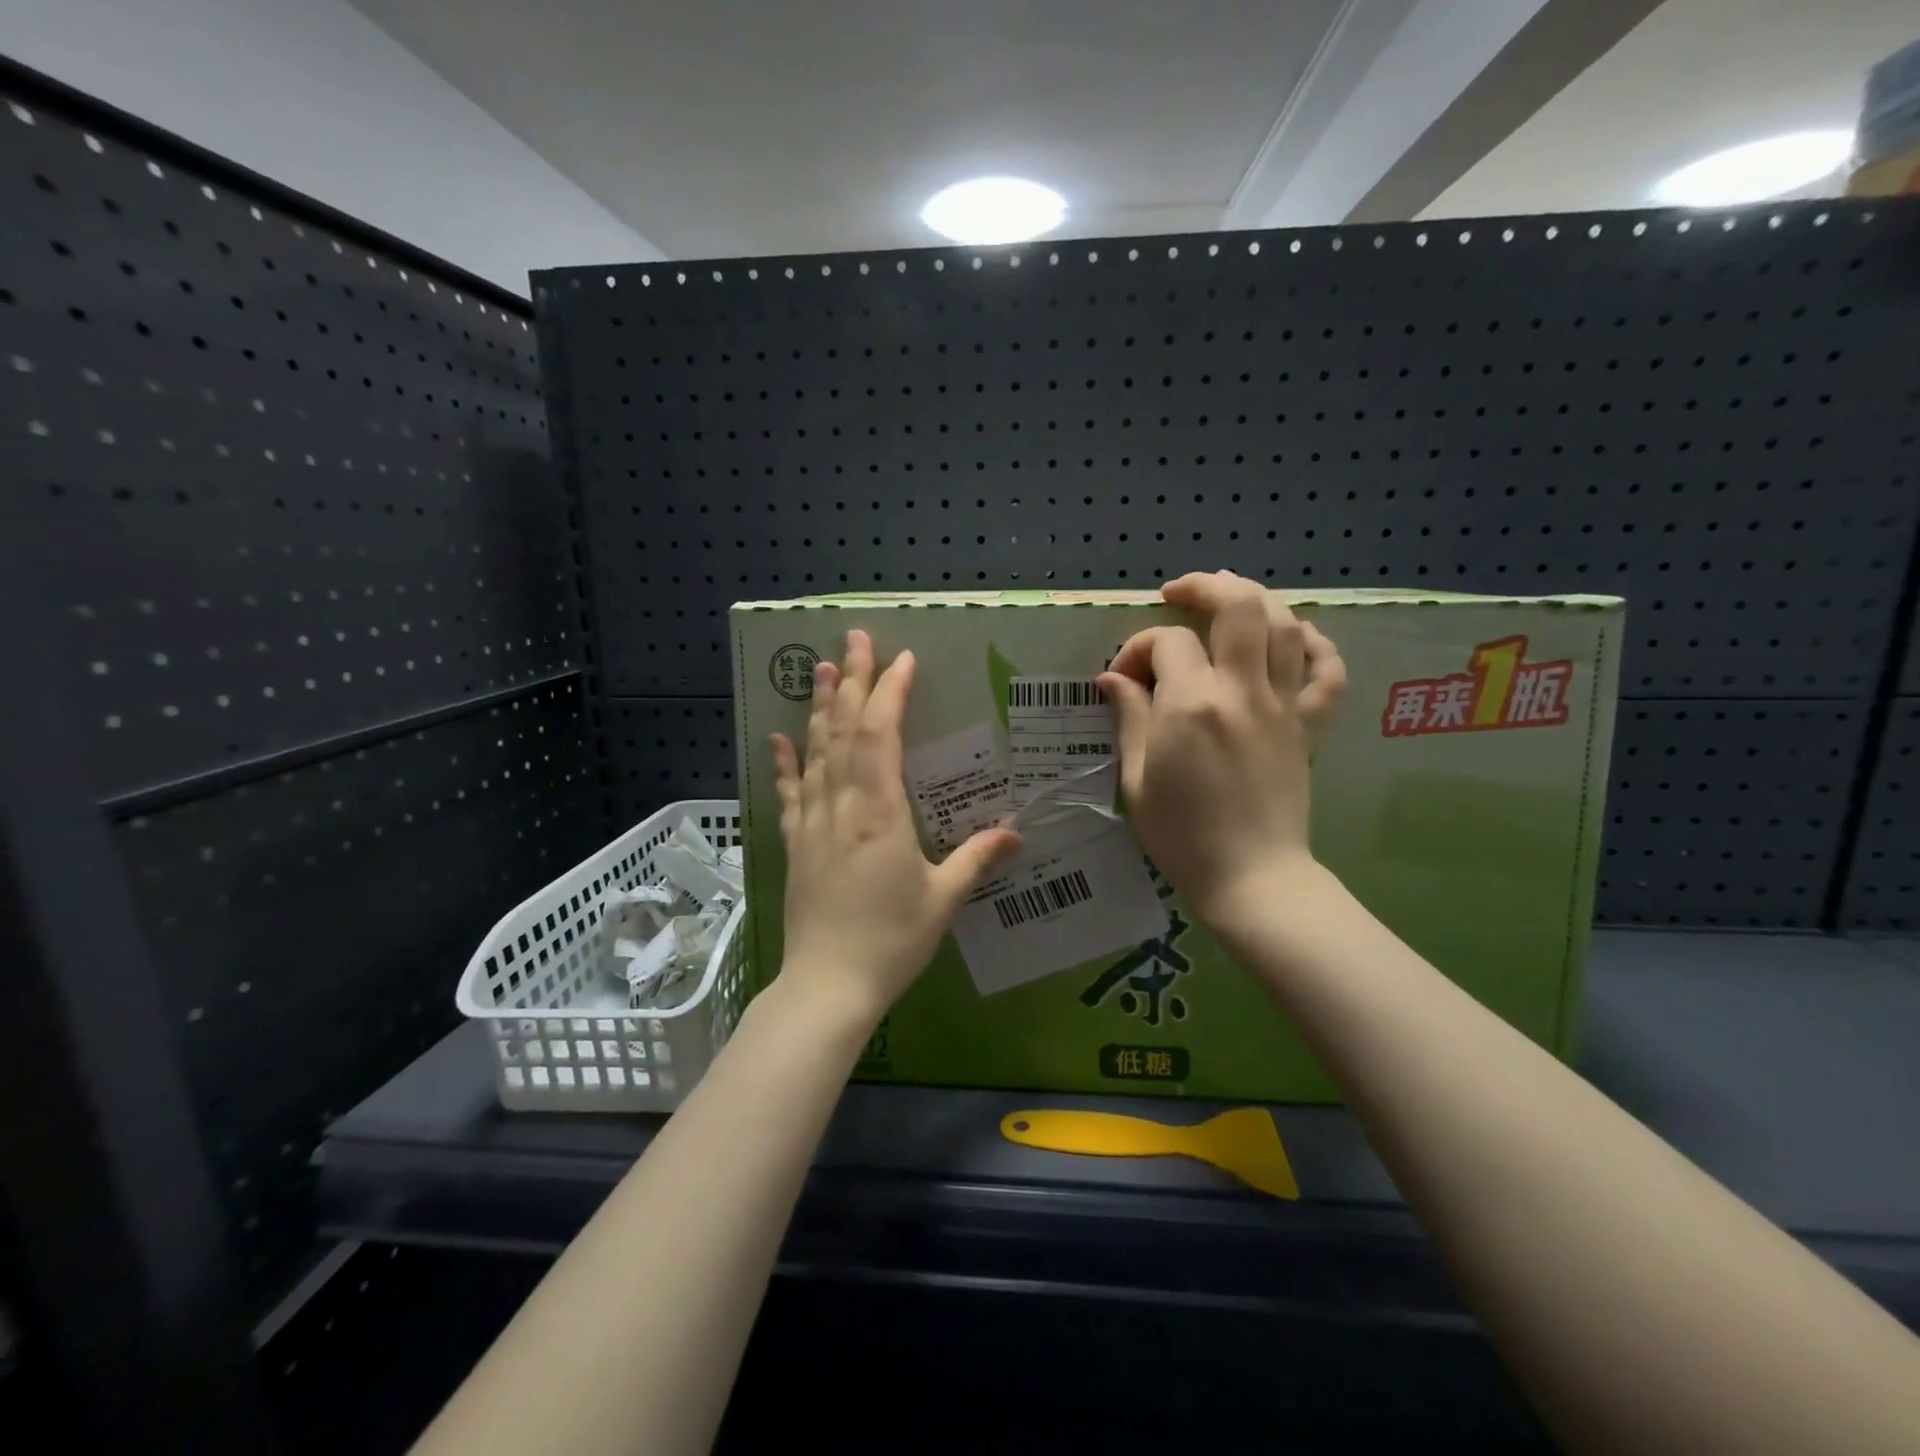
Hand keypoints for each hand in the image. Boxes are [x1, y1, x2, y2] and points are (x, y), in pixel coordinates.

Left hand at [770, 630, 1021, 1023]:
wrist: (827, 987)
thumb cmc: (891, 942)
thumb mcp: (943, 900)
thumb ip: (977, 859)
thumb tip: (1017, 832)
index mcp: (880, 813)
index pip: (881, 736)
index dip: (889, 693)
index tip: (901, 659)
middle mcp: (841, 806)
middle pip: (843, 731)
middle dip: (849, 681)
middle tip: (852, 639)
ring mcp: (812, 823)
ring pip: (814, 752)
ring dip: (817, 708)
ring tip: (819, 668)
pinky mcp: (794, 845)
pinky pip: (789, 793)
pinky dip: (785, 763)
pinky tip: (778, 738)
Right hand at [1097, 571, 1346, 927]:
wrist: (1251, 876)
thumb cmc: (1181, 834)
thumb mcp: (1137, 777)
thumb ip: (1129, 717)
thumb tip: (1113, 678)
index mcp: (1191, 704)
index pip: (1166, 642)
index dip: (1137, 648)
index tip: (1122, 680)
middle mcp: (1241, 691)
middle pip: (1238, 606)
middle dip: (1204, 587)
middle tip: (1178, 594)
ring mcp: (1283, 705)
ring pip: (1284, 624)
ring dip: (1254, 599)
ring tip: (1228, 600)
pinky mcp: (1308, 726)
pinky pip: (1328, 672)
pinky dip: (1316, 644)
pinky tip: (1294, 637)